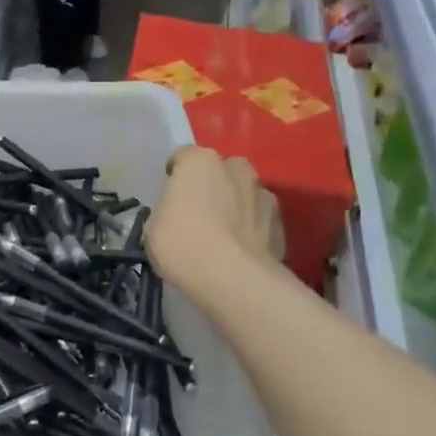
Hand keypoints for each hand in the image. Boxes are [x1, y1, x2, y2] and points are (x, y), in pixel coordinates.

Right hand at [147, 148, 284, 286]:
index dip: (176, 176)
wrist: (231, 277)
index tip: (171, 199)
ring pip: (246, 194)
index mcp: (200, 162)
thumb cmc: (182, 244)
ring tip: (225, 238)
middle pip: (222, 171)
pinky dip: (253, 230)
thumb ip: (169, 211)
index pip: (184, 157)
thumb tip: (178, 215)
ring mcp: (264, 194)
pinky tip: (241, 253)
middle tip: (200, 215)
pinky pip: (261, 220)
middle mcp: (236, 168)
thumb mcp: (154, 227)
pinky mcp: (281, 223)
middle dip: (214, 186)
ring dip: (237, 207)